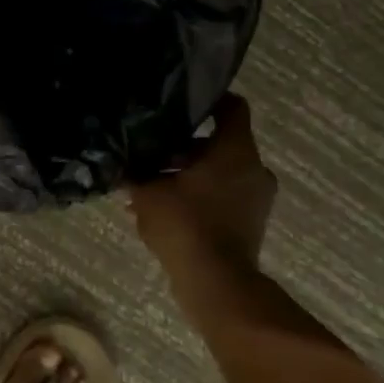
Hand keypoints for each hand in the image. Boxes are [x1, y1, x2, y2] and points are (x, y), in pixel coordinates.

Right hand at [129, 94, 277, 280]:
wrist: (215, 281)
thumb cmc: (184, 223)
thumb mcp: (147, 191)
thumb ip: (138, 170)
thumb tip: (126, 160)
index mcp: (235, 149)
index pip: (232, 107)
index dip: (208, 101)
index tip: (180, 104)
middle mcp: (254, 167)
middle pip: (220, 143)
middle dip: (186, 147)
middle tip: (153, 153)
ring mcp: (257, 197)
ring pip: (221, 172)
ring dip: (190, 175)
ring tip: (153, 186)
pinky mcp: (252, 222)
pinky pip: (224, 196)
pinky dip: (200, 197)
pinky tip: (166, 210)